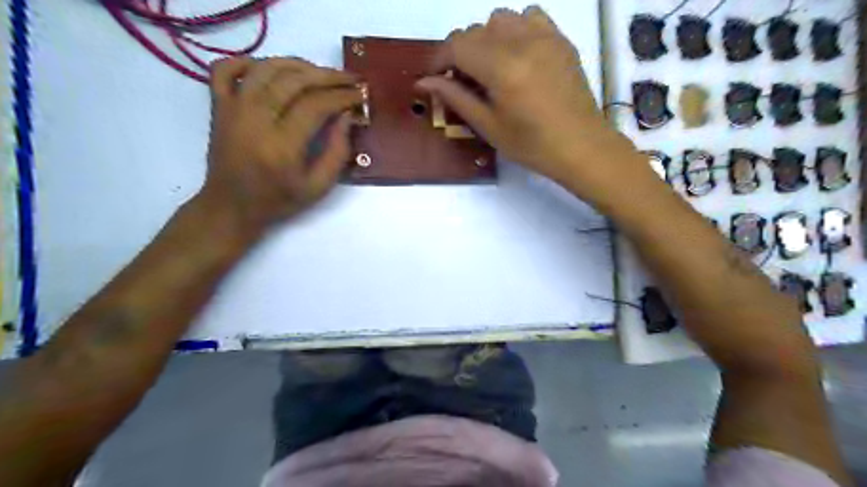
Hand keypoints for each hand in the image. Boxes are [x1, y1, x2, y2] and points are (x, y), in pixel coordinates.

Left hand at [195, 58, 359, 239]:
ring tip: (320, 73)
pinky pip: (225, 69)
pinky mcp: (218, 106)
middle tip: (350, 78)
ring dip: (297, 64)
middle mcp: (255, 120)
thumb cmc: (278, 200)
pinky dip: (248, 61)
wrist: (231, 206)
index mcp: (282, 146)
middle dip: (328, 76)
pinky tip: (270, 70)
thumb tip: (348, 117)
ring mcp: (233, 109)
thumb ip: (338, 152)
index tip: (361, 94)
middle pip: (294, 81)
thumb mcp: (318, 187)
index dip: (342, 96)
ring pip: (266, 68)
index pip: (316, 105)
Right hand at [417, 6, 646, 204]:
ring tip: (491, 67)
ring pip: (501, 18)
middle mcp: (522, 42)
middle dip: (461, 52)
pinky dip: (515, 29)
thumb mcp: (488, 127)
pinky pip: (530, 16)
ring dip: (487, 38)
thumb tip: (424, 82)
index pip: (457, 45)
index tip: (435, 78)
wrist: (581, 146)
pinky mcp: (560, 39)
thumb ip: (456, 98)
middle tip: (464, 82)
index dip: (439, 59)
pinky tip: (517, 54)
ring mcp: (545, 37)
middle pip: (476, 30)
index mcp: (502, 68)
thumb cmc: (532, 145)